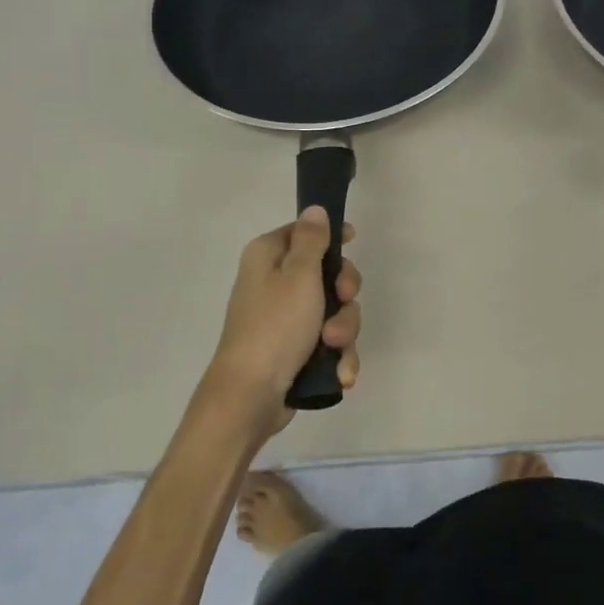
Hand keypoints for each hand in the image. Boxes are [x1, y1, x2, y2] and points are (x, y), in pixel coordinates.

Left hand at [201, 207, 361, 439]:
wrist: (251, 396)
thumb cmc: (275, 325)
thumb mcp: (299, 274)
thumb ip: (312, 239)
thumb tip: (314, 208)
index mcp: (268, 257)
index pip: (304, 232)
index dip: (331, 237)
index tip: (352, 242)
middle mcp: (274, 283)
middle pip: (327, 274)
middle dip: (344, 295)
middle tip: (342, 302)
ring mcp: (285, 319)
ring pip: (334, 312)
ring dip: (343, 330)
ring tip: (334, 349)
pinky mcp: (295, 350)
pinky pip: (328, 343)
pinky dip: (337, 356)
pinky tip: (340, 373)